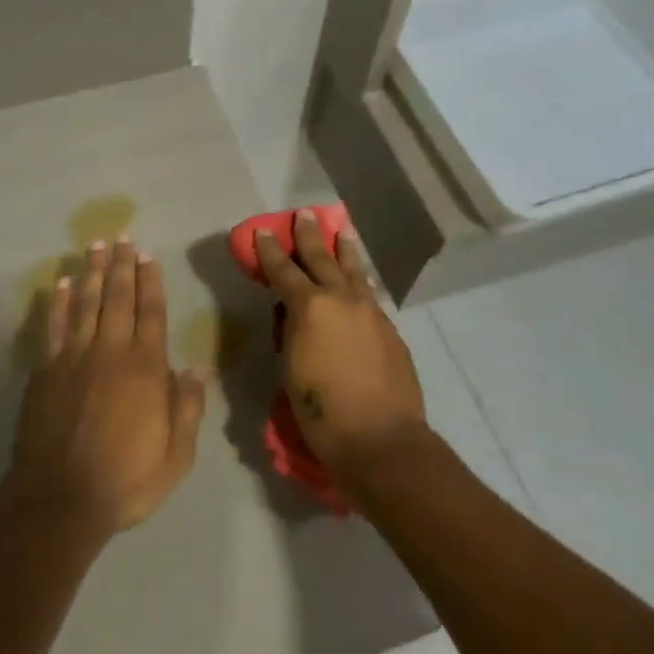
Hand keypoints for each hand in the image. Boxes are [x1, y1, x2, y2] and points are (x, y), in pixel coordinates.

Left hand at [7, 239, 206, 537]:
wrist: (59, 500)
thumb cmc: (124, 481)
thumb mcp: (175, 457)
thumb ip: (187, 409)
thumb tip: (194, 370)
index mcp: (145, 367)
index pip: (150, 312)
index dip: (150, 281)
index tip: (148, 255)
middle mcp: (109, 351)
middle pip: (116, 297)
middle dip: (120, 265)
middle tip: (121, 237)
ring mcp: (73, 357)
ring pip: (84, 303)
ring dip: (90, 272)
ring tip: (94, 246)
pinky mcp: (45, 371)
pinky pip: (53, 326)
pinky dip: (57, 303)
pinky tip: (59, 284)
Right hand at [255, 210, 426, 485]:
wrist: (380, 438)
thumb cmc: (322, 409)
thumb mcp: (290, 367)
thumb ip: (291, 331)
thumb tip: (293, 314)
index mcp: (310, 307)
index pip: (283, 270)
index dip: (270, 251)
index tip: (263, 231)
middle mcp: (341, 300)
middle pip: (322, 259)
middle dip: (310, 237)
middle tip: (304, 215)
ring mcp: (370, 312)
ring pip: (354, 272)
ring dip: (344, 251)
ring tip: (342, 232)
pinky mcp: (389, 330)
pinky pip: (369, 295)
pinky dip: (360, 282)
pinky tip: (360, 281)